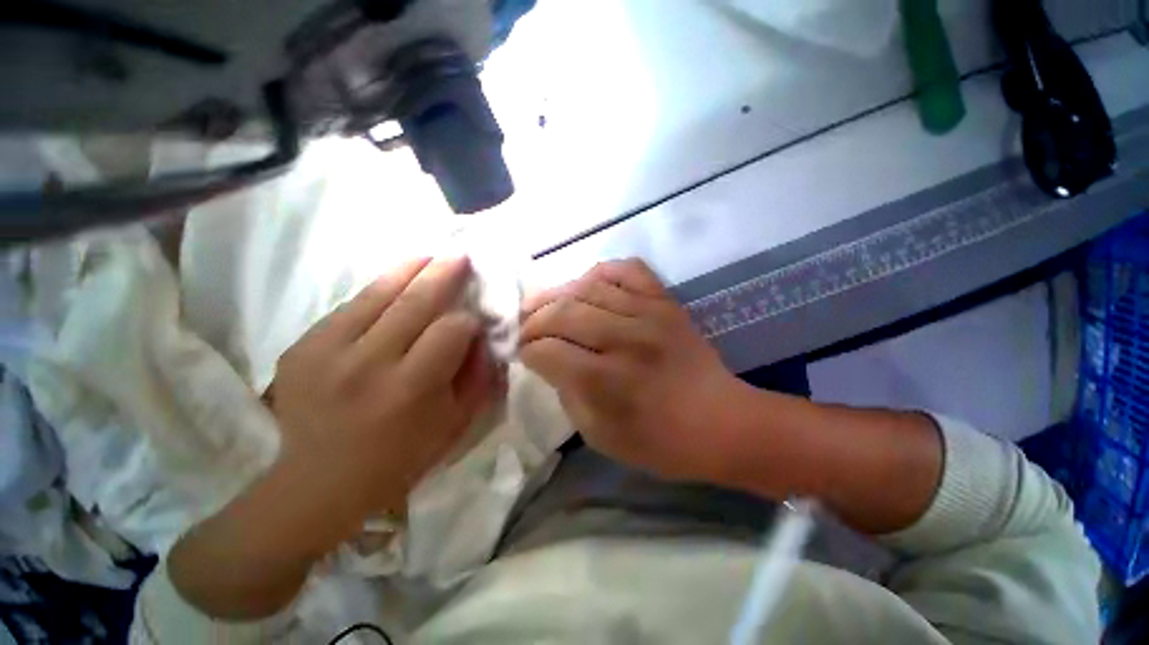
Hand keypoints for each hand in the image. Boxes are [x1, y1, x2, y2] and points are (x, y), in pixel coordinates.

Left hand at [270, 256, 498, 522]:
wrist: (318, 482)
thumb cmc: (400, 458)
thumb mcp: (455, 424)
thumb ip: (477, 376)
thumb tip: (484, 335)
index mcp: (410, 389)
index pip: (450, 331)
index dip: (469, 320)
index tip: (474, 321)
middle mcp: (367, 364)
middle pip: (415, 303)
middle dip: (443, 275)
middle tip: (460, 255)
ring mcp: (327, 352)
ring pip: (378, 295)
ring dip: (408, 271)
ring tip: (429, 256)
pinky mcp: (301, 348)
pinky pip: (348, 307)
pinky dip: (377, 292)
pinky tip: (394, 284)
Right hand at [519, 259, 756, 481]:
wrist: (722, 421)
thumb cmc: (660, 441)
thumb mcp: (600, 436)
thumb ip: (568, 395)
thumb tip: (550, 361)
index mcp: (606, 380)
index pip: (548, 351)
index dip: (528, 352)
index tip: (524, 354)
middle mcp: (624, 338)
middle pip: (562, 313)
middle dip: (533, 321)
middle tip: (526, 329)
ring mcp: (648, 313)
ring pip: (588, 286)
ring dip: (557, 294)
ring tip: (545, 305)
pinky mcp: (666, 301)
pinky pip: (628, 270)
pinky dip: (601, 271)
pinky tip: (588, 284)